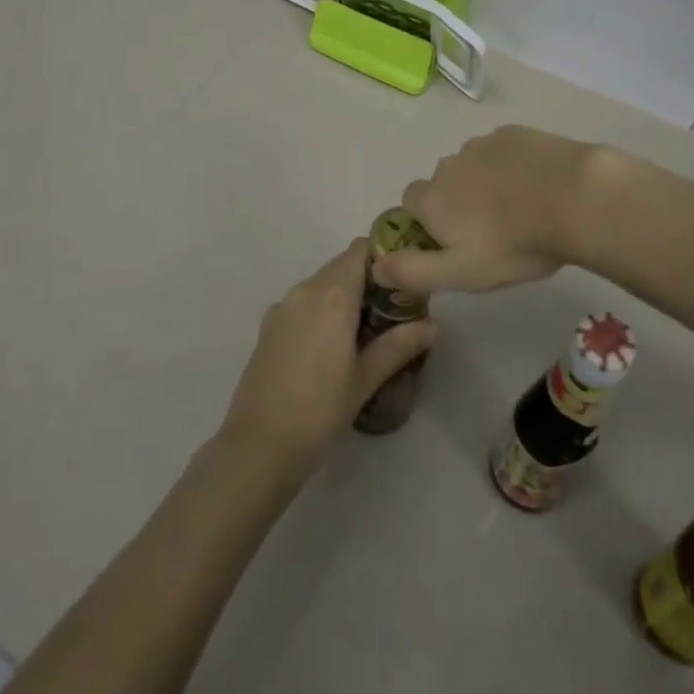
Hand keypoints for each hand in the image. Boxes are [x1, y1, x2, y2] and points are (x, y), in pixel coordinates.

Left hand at [218, 239, 437, 474]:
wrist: (259, 444)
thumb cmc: (320, 409)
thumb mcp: (366, 378)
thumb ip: (399, 345)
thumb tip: (434, 325)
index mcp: (333, 294)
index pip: (361, 249)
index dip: (382, 259)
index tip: (400, 284)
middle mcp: (306, 288)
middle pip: (342, 265)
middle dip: (367, 282)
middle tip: (389, 316)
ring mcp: (283, 305)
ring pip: (321, 284)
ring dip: (343, 297)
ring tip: (362, 335)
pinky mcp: (268, 324)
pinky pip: (302, 303)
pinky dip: (320, 311)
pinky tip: (328, 349)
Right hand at [372, 126, 609, 295]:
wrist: (573, 197)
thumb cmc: (513, 244)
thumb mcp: (460, 273)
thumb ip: (412, 271)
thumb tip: (375, 265)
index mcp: (432, 198)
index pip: (410, 203)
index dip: (426, 222)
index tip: (453, 242)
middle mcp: (448, 165)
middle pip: (443, 183)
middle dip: (457, 201)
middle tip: (491, 230)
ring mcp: (482, 144)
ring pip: (473, 165)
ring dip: (484, 182)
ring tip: (519, 207)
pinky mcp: (513, 133)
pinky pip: (501, 150)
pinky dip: (510, 165)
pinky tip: (535, 184)